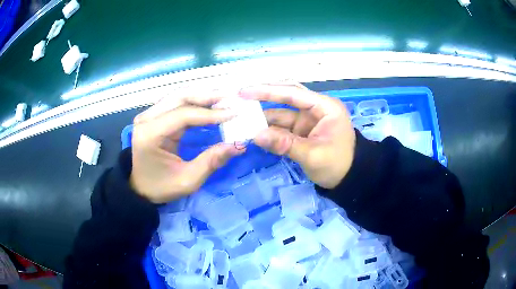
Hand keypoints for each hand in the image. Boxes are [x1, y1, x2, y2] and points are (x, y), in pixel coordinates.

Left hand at [130, 94, 245, 203]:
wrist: (140, 188)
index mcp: (150, 134)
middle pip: (180, 97)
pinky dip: (195, 101)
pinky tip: (210, 103)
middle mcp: (147, 119)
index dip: (210, 113)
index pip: (183, 115)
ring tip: (225, 98)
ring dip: (202, 96)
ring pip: (179, 96)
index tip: (234, 114)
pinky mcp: (153, 116)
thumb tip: (238, 145)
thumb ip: (211, 161)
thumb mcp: (187, 181)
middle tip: (232, 98)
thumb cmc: (161, 186)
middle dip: (208, 96)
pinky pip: (176, 102)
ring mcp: (148, 115)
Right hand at [239, 84, 355, 188]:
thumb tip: (256, 136)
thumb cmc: (337, 165)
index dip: (268, 90)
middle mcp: (315, 109)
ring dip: (263, 117)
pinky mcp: (302, 132)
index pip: (293, 92)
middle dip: (263, 98)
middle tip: (239, 98)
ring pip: (281, 113)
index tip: (245, 91)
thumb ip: (285, 144)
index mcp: (324, 107)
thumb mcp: (313, 155)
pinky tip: (254, 131)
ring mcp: (307, 120)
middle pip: (286, 98)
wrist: (349, 180)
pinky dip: (269, 130)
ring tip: (241, 118)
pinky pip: (282, 127)